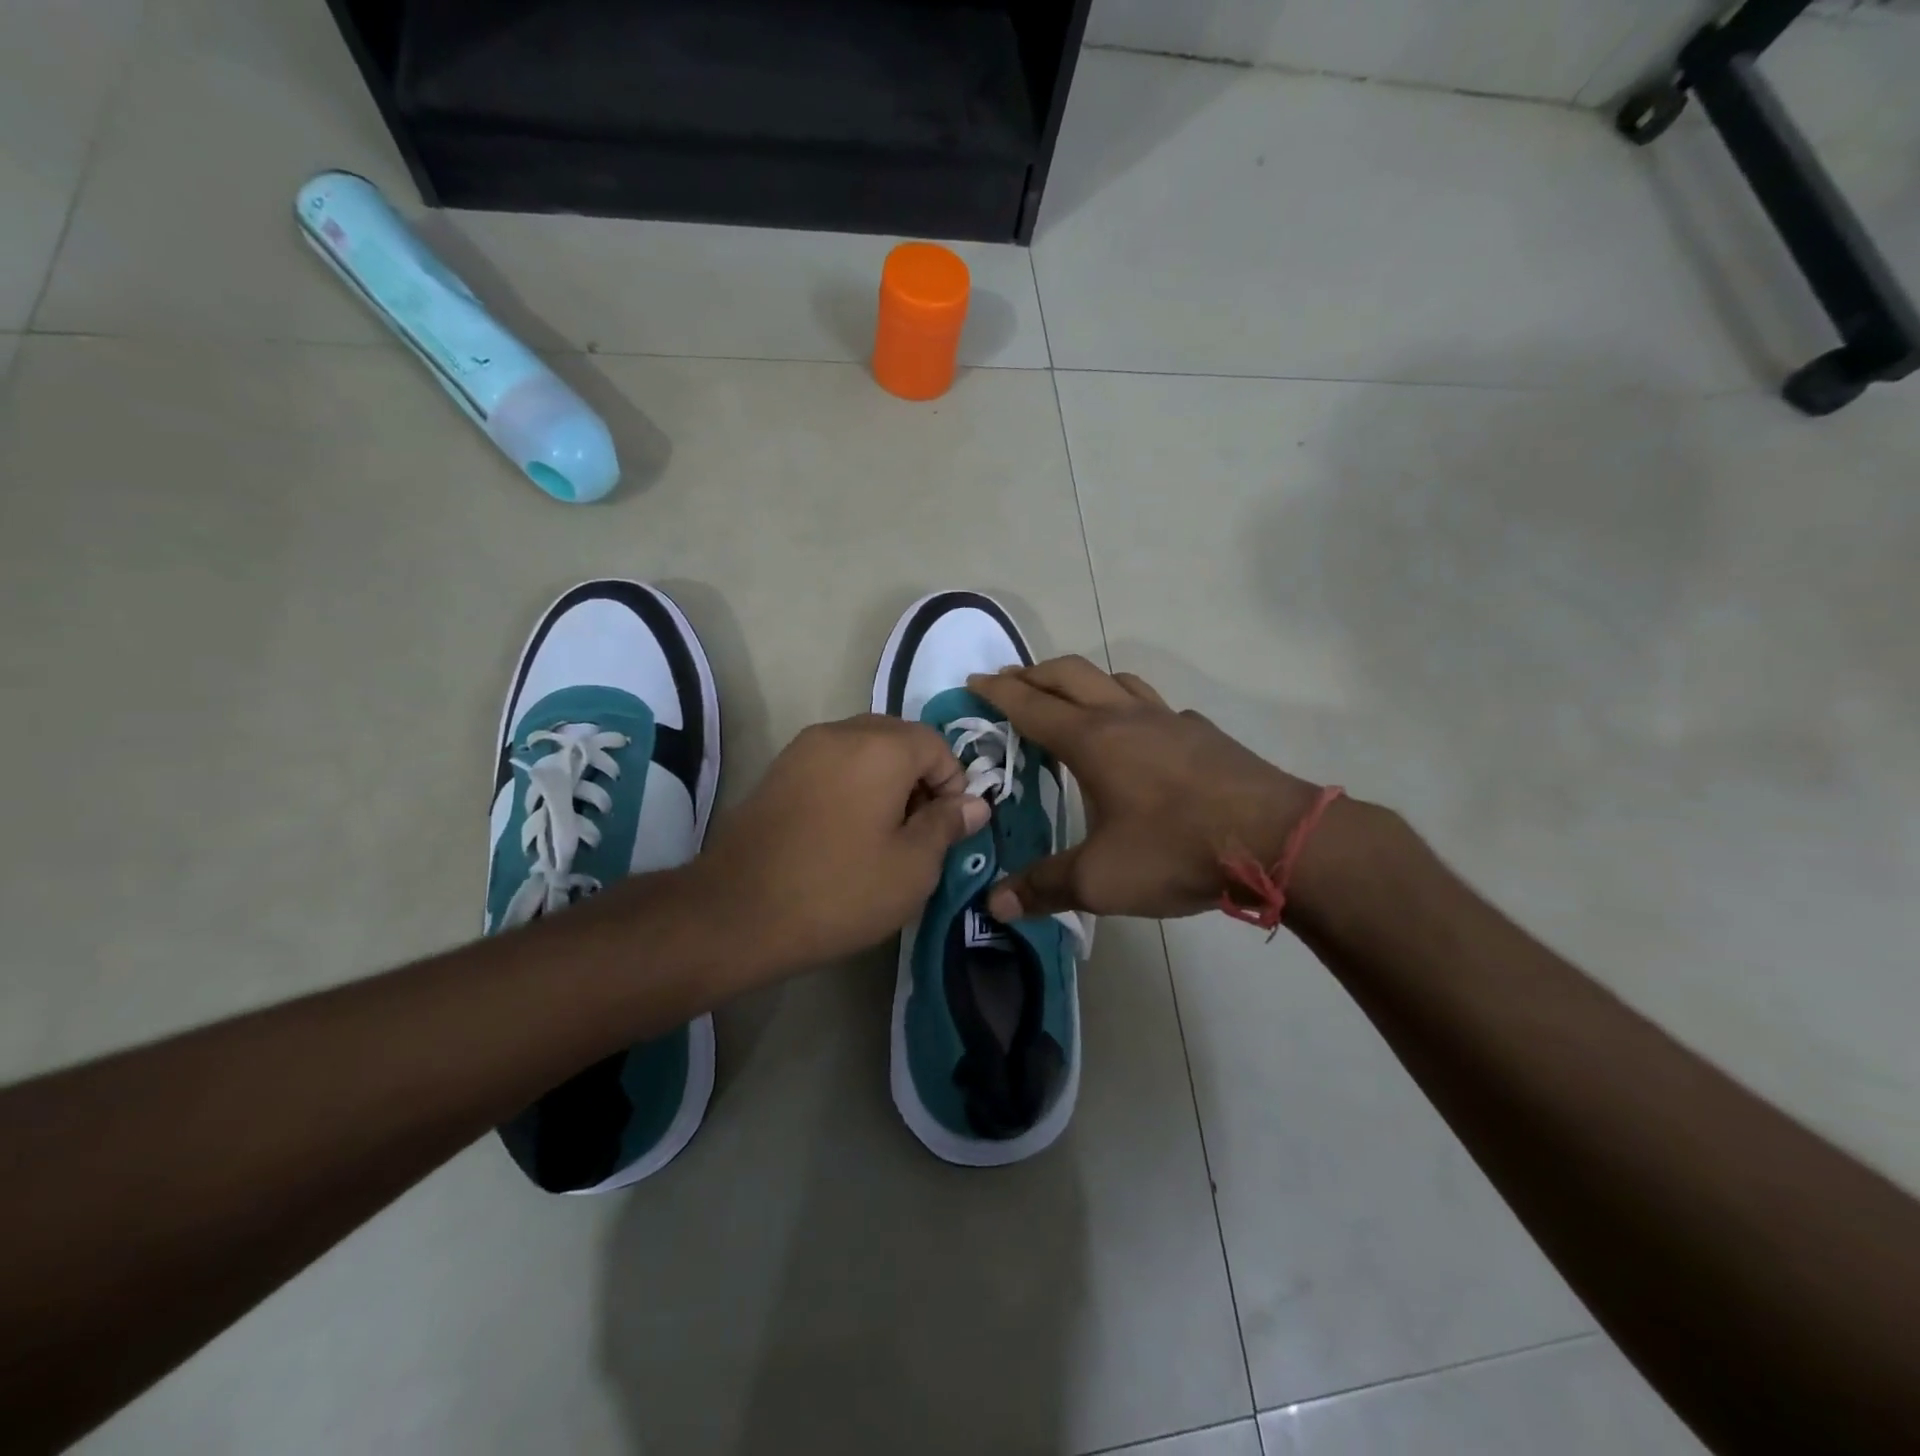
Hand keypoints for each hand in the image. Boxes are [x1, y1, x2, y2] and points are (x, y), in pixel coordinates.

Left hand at [686, 714, 989, 979]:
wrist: (737, 912)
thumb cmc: (839, 890)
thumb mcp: (912, 867)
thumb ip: (947, 825)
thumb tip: (974, 803)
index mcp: (881, 747)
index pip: (936, 743)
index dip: (954, 782)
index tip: (948, 826)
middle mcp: (841, 732)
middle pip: (899, 739)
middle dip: (920, 777)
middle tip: (920, 828)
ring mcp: (803, 749)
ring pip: (864, 749)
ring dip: (886, 779)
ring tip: (883, 832)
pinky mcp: (778, 771)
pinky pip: (832, 763)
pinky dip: (852, 783)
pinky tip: (846, 830)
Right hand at [966, 657, 1329, 920]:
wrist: (1277, 838)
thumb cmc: (1176, 850)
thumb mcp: (1101, 879)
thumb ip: (1045, 887)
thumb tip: (994, 905)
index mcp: (1092, 740)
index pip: (1031, 705)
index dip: (998, 691)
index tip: (973, 679)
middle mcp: (1126, 716)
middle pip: (1069, 674)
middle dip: (1033, 673)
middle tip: (1009, 681)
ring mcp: (1169, 719)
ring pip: (1115, 679)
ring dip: (1082, 680)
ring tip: (1068, 698)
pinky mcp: (1202, 733)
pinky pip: (1154, 704)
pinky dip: (1129, 704)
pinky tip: (1139, 735)